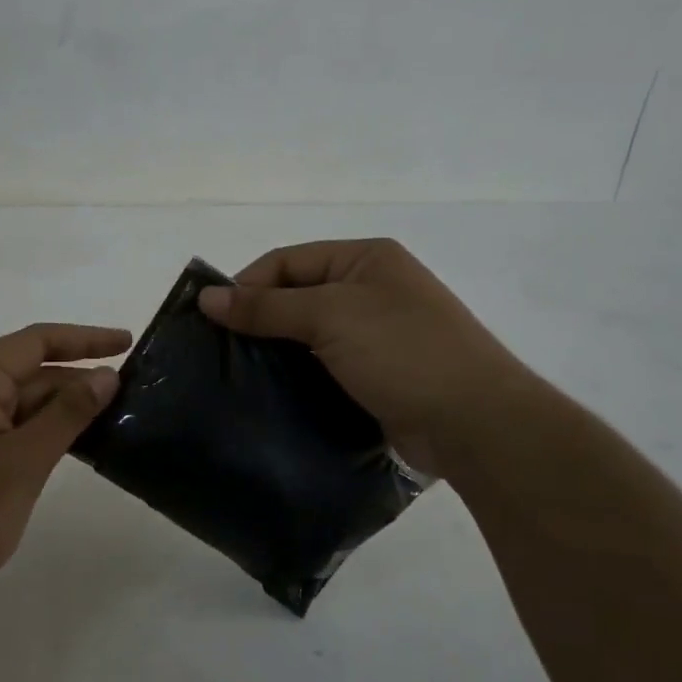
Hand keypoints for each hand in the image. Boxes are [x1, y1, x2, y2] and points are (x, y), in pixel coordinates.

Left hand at [0, 322, 131, 619]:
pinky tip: (81, 442)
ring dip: (66, 408)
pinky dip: (47, 432)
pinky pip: (15, 429)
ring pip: (25, 403)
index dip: (85, 339)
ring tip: (118, 414)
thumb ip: (67, 414)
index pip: (36, 342)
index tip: (128, 342)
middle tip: (134, 390)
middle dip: (79, 378)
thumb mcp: (23, 462)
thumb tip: (107, 376)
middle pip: (31, 371)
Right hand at [196, 239, 528, 472]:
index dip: (247, 284)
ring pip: (307, 334)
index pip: (288, 260)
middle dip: (257, 319)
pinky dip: (295, 375)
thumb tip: (207, 297)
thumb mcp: (331, 316)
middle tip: (216, 350)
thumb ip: (267, 306)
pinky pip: (322, 366)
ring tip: (234, 374)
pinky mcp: (375, 375)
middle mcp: (370, 290)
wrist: (474, 422)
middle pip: (296, 295)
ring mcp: (375, 334)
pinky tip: (268, 393)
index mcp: (366, 259)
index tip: (210, 318)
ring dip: (274, 351)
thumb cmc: (403, 351)